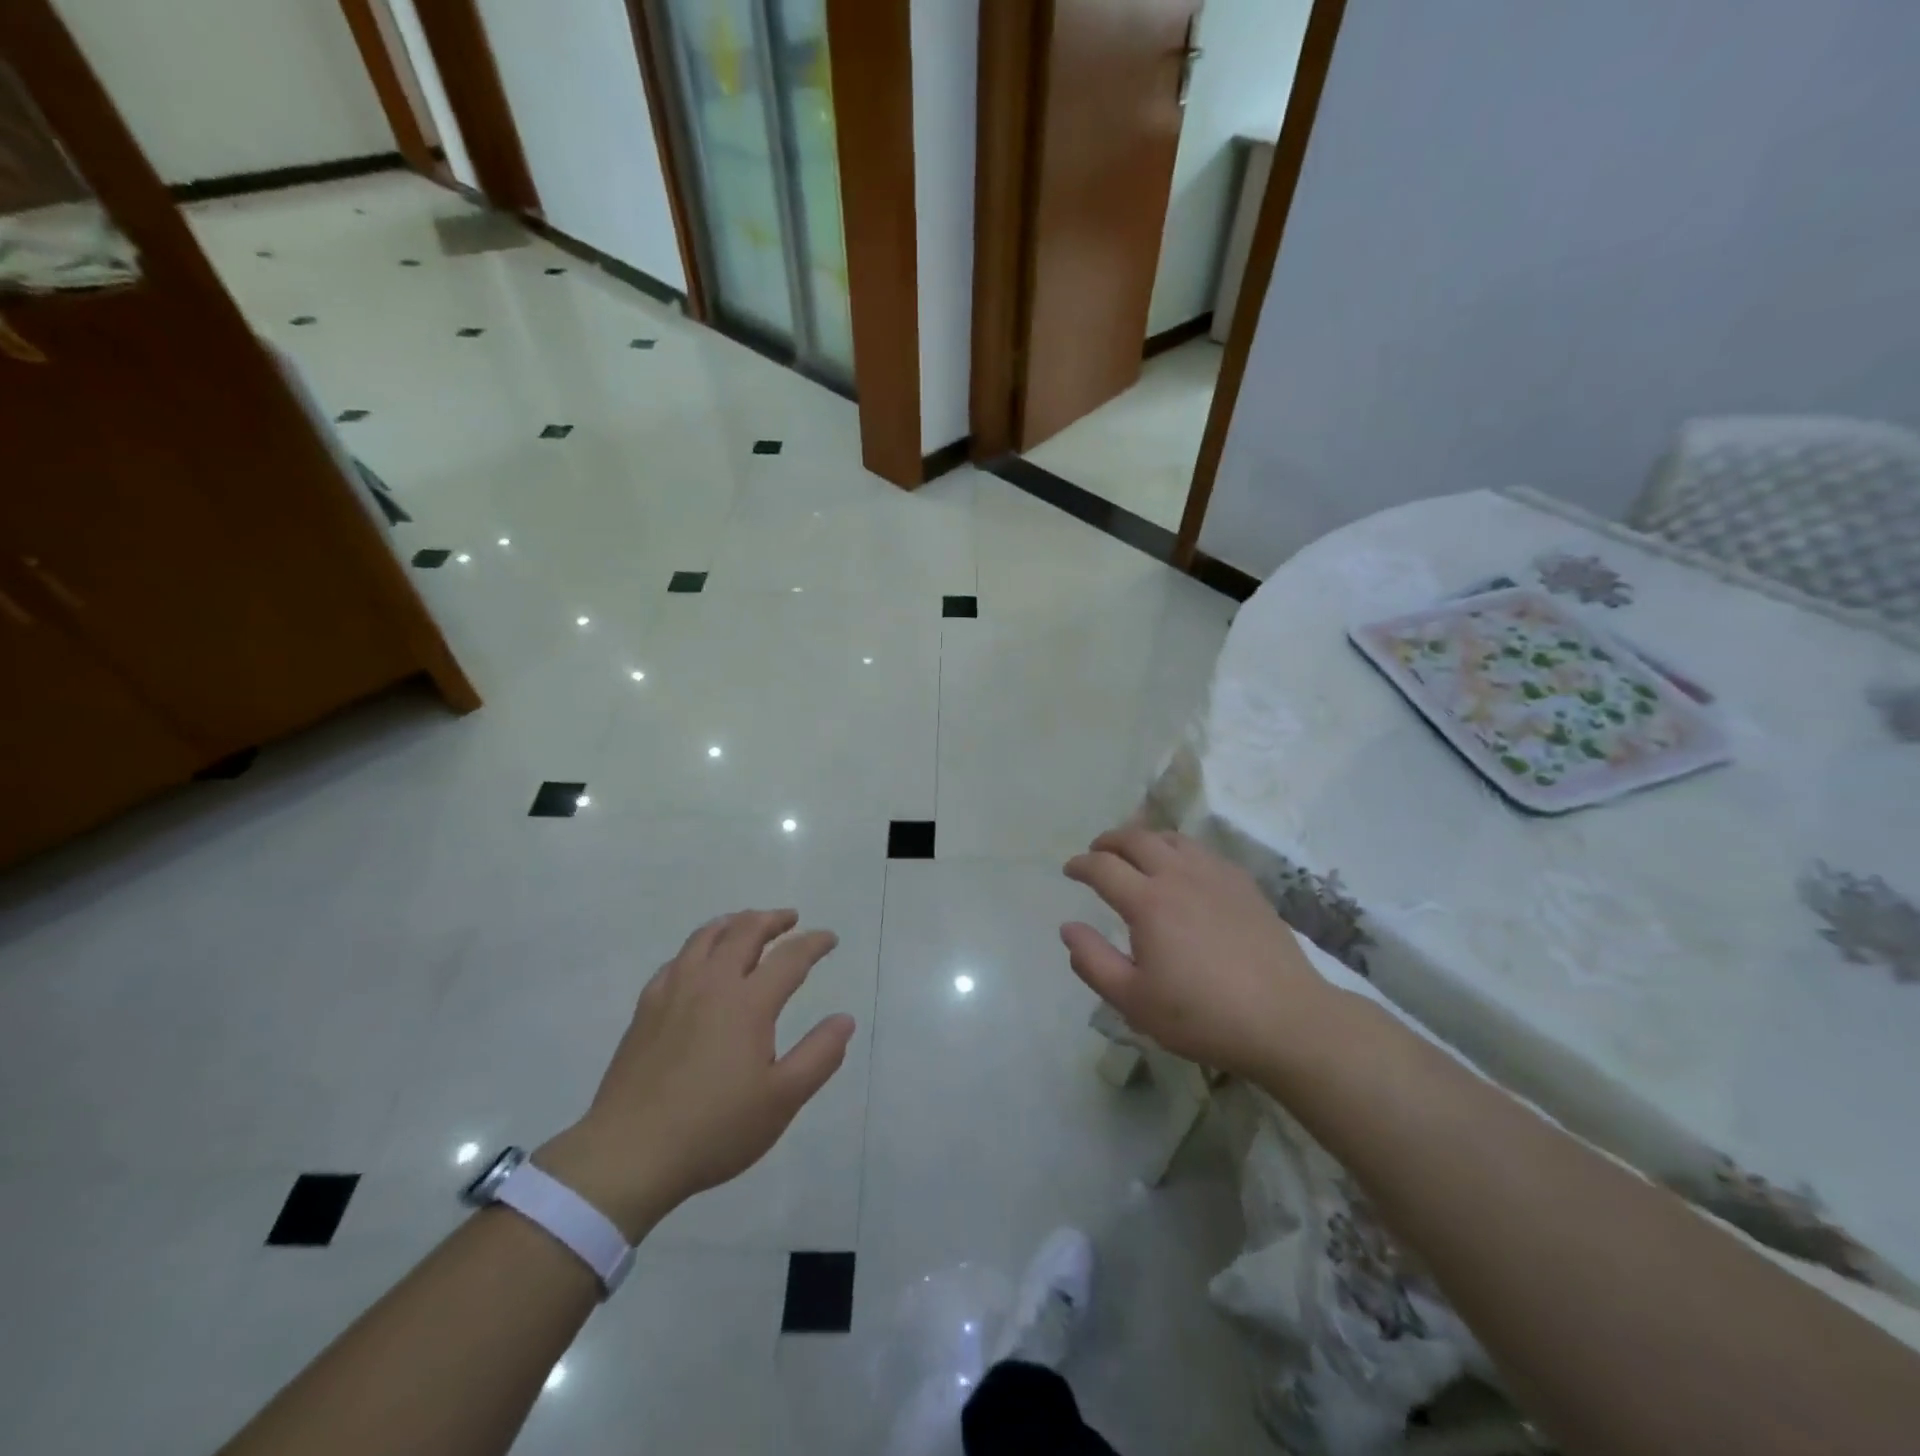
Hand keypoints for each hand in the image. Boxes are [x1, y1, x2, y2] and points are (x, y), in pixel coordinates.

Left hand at [538, 910, 854, 1238]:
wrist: (629, 1154)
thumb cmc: (714, 1129)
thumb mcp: (782, 1100)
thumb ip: (819, 1055)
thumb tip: (845, 1019)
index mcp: (748, 1003)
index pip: (789, 957)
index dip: (814, 943)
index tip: (829, 939)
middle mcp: (711, 984)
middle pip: (745, 931)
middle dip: (773, 919)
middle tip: (790, 919)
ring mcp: (673, 992)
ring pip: (706, 937)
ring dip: (734, 923)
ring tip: (747, 924)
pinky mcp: (646, 1009)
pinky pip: (676, 960)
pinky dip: (698, 948)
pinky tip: (698, 961)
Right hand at [1062, 827, 1333, 1079]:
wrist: (1285, 1019)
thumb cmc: (1202, 1015)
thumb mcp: (1133, 1001)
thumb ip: (1093, 962)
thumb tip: (1068, 927)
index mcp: (1148, 902)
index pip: (1103, 867)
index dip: (1081, 865)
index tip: (1070, 870)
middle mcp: (1179, 876)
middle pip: (1136, 838)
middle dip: (1109, 840)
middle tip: (1097, 852)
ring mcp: (1216, 875)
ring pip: (1172, 839)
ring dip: (1145, 839)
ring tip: (1136, 854)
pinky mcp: (1244, 885)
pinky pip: (1203, 852)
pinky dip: (1180, 850)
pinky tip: (1183, 869)